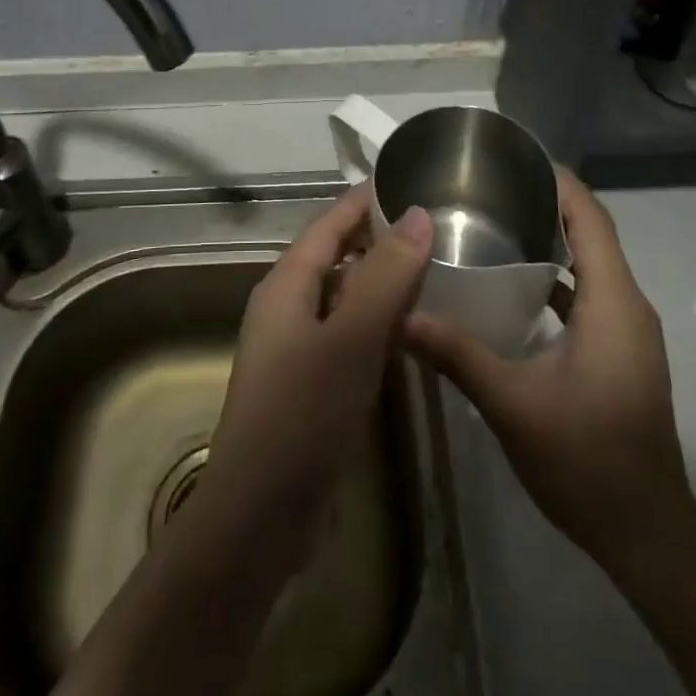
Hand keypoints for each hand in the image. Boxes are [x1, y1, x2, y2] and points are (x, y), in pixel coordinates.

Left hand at [195, 186, 432, 559]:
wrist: (260, 515)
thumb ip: (386, 275)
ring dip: (382, 280)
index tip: (406, 179)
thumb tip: (419, 214)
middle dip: (379, 238)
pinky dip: (379, 322)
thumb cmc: (301, 415)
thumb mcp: (350, 339)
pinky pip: (349, 334)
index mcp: (286, 285)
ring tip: (434, 268)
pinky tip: (412, 328)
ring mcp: (299, 347)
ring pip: (346, 297)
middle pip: (336, 256)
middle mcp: (288, 307)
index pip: (328, 224)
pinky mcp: (313, 382)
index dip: (363, 200)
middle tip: (435, 226)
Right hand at [404, 168, 693, 573]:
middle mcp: (627, 306)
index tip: (512, 158)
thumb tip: (401, 316)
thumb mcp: (512, 404)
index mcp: (613, 303)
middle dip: (544, 203)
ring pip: (589, 265)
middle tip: (485, 189)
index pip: (590, 218)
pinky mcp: (618, 352)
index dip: (558, 181)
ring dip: (549, 240)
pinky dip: (554, 277)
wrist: (647, 533)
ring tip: (490, 224)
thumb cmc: (586, 459)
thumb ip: (457, 353)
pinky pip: (587, 295)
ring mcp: (626, 331)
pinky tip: (509, 285)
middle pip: (590, 234)